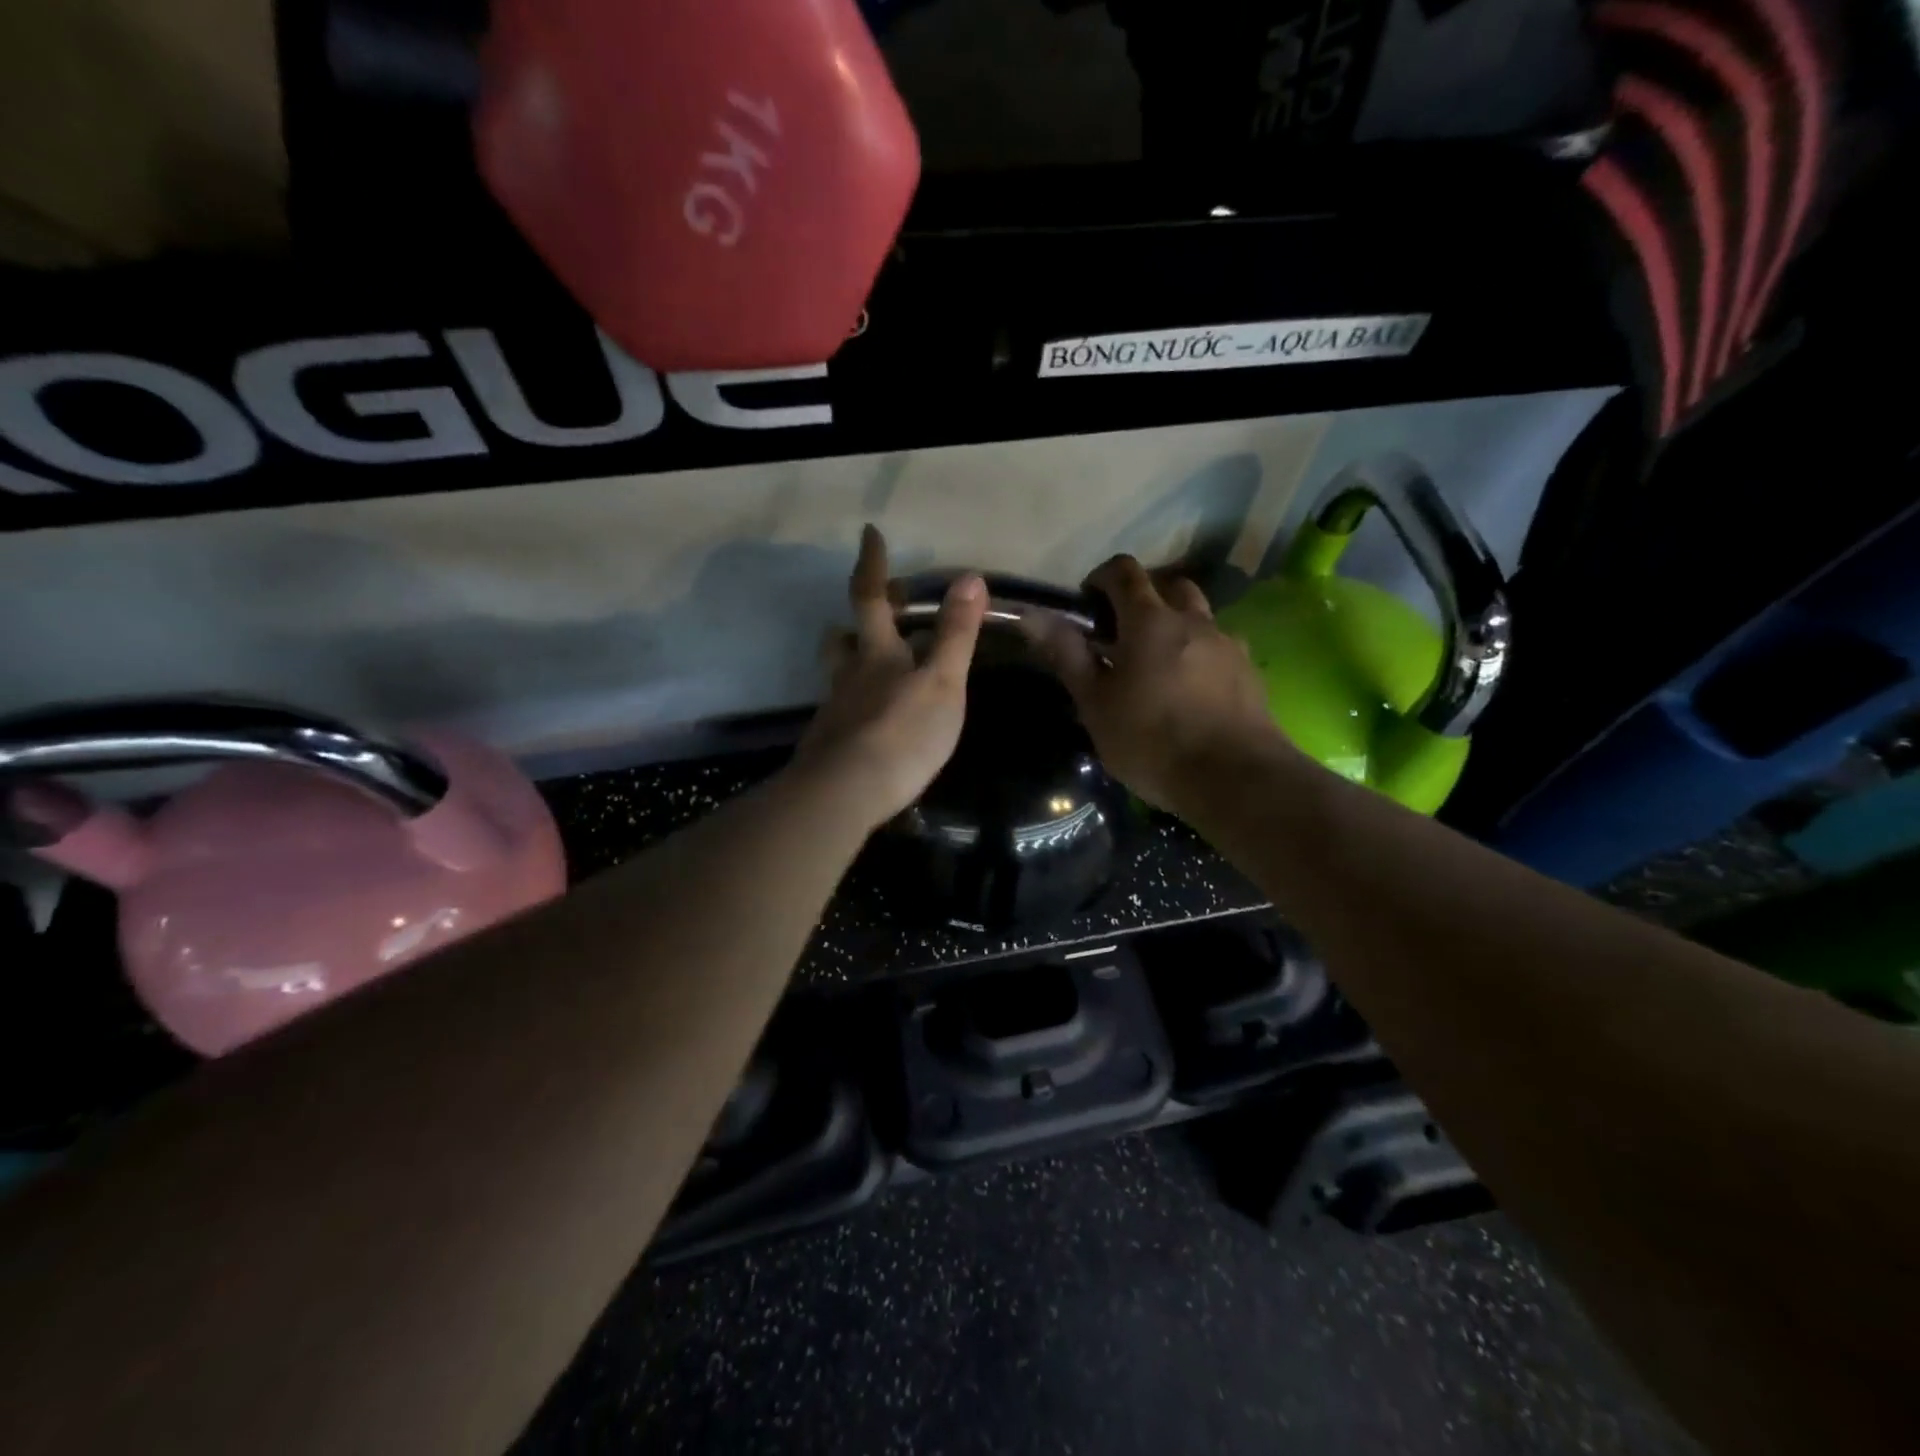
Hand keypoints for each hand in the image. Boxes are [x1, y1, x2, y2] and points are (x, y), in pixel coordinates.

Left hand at [791, 525, 987, 829]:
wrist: (845, 793)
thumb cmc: (902, 732)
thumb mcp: (941, 682)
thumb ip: (956, 634)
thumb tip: (970, 577)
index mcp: (877, 654)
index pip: (870, 597)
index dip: (871, 564)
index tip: (869, 533)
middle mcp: (849, 676)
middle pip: (843, 638)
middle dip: (856, 619)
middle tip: (873, 610)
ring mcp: (835, 711)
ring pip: (838, 675)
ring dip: (851, 661)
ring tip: (872, 665)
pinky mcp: (830, 746)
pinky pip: (842, 712)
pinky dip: (857, 705)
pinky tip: (873, 722)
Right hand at [1027, 555, 1294, 812]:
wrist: (1233, 778)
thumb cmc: (1151, 741)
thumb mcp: (1096, 704)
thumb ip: (1067, 655)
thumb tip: (1032, 616)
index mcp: (1149, 621)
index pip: (1124, 572)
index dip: (1101, 578)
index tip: (1087, 604)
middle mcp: (1193, 621)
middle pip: (1169, 585)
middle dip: (1144, 596)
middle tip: (1123, 632)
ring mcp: (1227, 644)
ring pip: (1200, 615)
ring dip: (1177, 623)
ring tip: (1159, 662)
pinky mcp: (1249, 672)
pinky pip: (1221, 646)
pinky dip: (1201, 653)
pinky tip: (1192, 689)